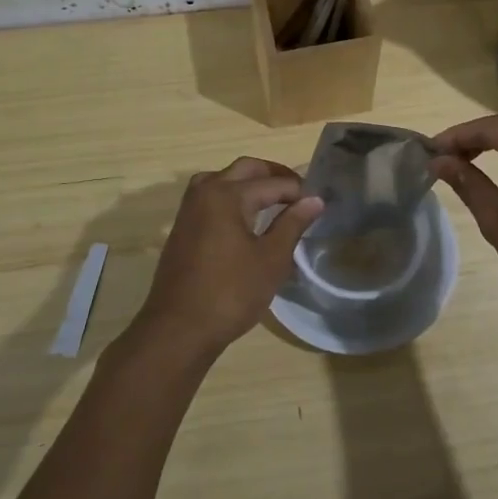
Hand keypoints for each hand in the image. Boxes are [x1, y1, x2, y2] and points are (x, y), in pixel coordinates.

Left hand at [127, 158, 321, 361]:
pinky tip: (246, 217)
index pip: (272, 183)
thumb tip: (314, 200)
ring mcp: (189, 209)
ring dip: (249, 181)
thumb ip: (293, 224)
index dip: (299, 191)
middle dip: (274, 175)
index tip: (319, 202)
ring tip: (273, 200)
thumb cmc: (231, 293)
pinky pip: (210, 196)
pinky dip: (231, 196)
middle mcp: (205, 192)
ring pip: (223, 178)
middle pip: (245, 169)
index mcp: (228, 195)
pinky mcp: (182, 227)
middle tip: (299, 192)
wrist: (179, 329)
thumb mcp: (271, 259)